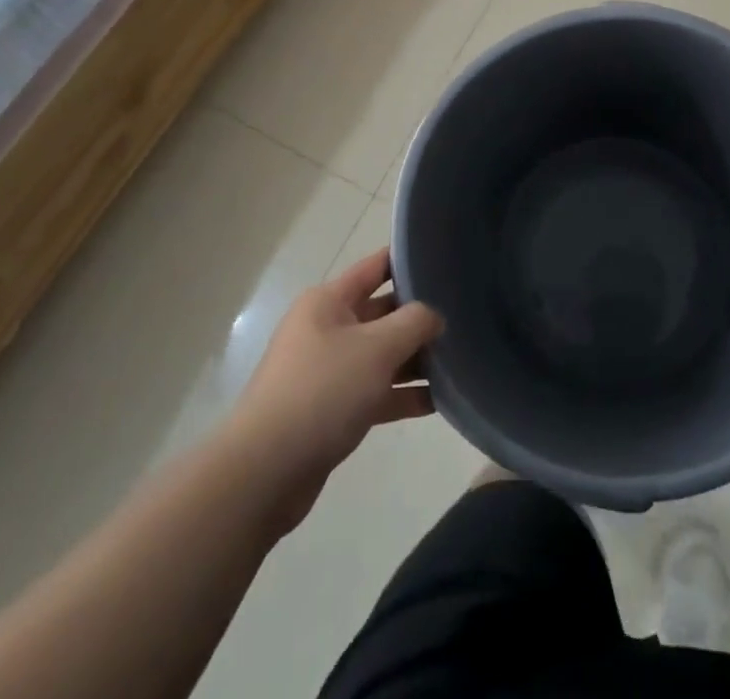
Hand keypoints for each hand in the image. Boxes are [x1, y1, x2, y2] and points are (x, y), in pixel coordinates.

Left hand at [228, 249, 442, 534]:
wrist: (265, 471)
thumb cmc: (323, 391)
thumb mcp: (377, 348)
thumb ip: (413, 323)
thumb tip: (433, 316)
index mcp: (328, 302)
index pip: (375, 267)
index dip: (407, 260)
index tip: (444, 258)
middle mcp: (327, 329)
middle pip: (382, 313)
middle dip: (419, 316)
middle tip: (464, 315)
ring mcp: (328, 371)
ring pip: (382, 355)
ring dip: (416, 360)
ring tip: (460, 361)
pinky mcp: (333, 410)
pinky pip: (376, 392)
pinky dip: (403, 395)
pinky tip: (439, 401)